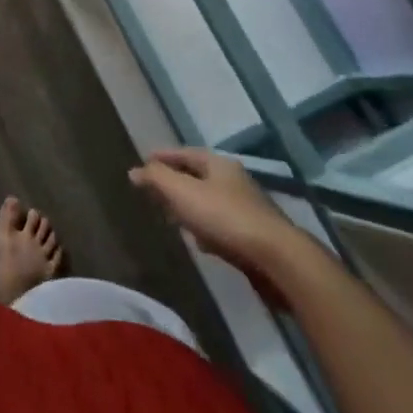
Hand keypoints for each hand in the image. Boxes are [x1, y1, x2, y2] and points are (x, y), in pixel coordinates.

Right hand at [129, 148, 305, 275]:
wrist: (277, 259)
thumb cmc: (224, 217)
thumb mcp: (182, 192)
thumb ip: (156, 178)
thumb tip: (134, 170)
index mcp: (218, 164)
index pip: (183, 153)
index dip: (162, 157)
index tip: (143, 162)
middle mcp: (234, 181)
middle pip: (197, 176)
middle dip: (175, 182)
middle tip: (154, 190)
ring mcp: (247, 208)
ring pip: (209, 201)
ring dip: (190, 207)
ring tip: (172, 217)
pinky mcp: (254, 236)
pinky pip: (221, 225)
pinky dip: (206, 228)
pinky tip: (200, 242)